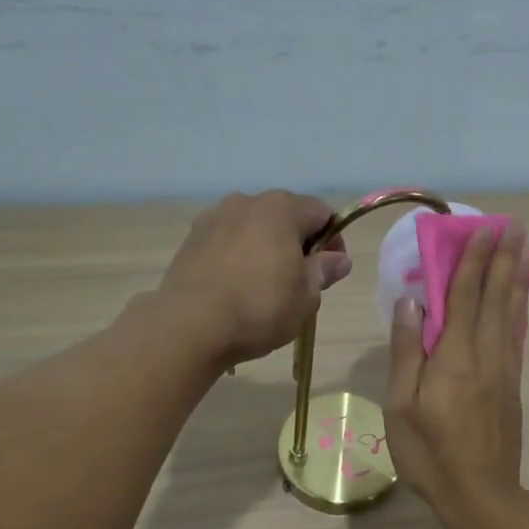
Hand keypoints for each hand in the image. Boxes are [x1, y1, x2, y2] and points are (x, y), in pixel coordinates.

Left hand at [158, 191, 352, 364]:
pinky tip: (236, 288)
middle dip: (298, 244)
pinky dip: (239, 258)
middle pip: (285, 217)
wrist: (190, 326)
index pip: (322, 212)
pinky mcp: (191, 240)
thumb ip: (324, 271)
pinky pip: (227, 243)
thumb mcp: (306, 296)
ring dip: (266, 249)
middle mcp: (246, 202)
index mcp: (281, 208)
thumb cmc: (259, 307)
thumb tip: (339, 259)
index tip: (330, 271)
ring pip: (253, 229)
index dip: (333, 240)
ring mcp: (214, 218)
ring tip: (265, 287)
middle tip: (300, 282)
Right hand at [383, 223, 528, 528]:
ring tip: (524, 250)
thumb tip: (410, 302)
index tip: (482, 229)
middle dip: (502, 259)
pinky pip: (516, 335)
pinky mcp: (512, 386)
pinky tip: (520, 300)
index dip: (472, 261)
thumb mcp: (402, 406)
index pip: (464, 296)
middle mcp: (486, 354)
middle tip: (514, 226)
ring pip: (511, 313)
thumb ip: (407, 352)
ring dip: (516, 278)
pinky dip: (519, 310)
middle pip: (494, 297)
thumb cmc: (430, 454)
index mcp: (455, 356)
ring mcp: (504, 370)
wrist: (481, 495)